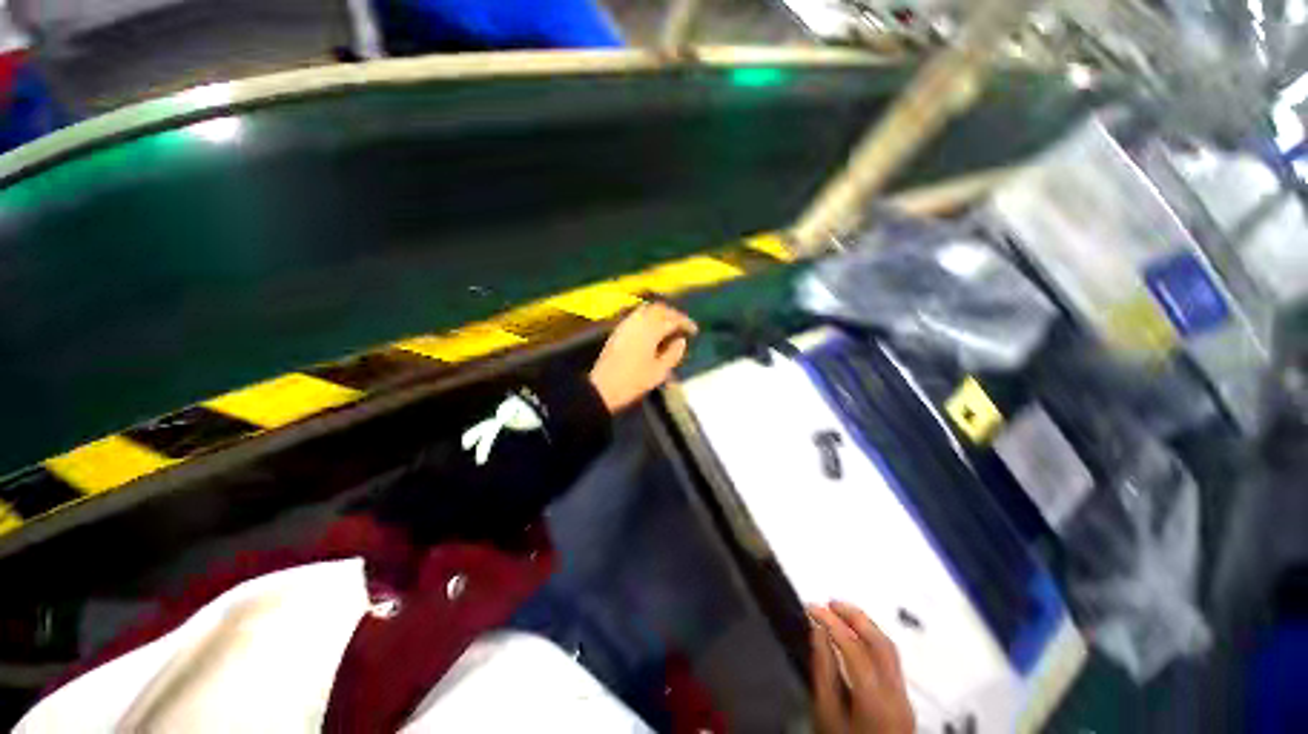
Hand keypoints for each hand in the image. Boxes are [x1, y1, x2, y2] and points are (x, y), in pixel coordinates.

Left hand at [589, 302, 696, 412]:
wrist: (602, 388)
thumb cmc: (633, 382)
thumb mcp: (659, 372)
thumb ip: (673, 354)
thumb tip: (681, 341)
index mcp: (650, 331)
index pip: (672, 320)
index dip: (685, 323)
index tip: (694, 331)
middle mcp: (638, 322)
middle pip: (659, 309)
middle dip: (674, 314)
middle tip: (683, 325)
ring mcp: (626, 324)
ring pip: (647, 309)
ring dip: (661, 313)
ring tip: (669, 325)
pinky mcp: (619, 329)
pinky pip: (637, 315)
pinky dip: (649, 316)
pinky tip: (653, 328)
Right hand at [810, 601, 914, 733]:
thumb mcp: (826, 713)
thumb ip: (823, 670)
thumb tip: (817, 630)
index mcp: (874, 699)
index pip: (854, 647)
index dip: (831, 622)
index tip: (811, 607)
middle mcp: (896, 693)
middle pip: (881, 643)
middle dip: (854, 616)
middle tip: (829, 602)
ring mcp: (904, 696)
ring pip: (890, 648)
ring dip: (865, 625)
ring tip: (841, 612)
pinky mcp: (904, 698)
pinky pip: (891, 659)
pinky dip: (872, 639)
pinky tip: (856, 635)